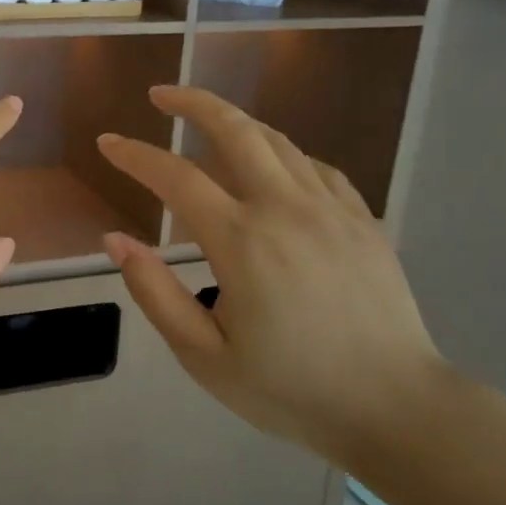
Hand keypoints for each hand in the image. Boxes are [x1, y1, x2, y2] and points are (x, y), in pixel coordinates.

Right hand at [96, 86, 448, 464]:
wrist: (397, 410)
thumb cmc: (291, 390)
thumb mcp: (204, 355)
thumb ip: (154, 292)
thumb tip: (116, 240)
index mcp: (242, 241)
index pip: (175, 177)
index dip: (135, 155)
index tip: (108, 143)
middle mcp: (285, 208)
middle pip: (235, 129)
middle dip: (192, 102)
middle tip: (160, 94)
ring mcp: (331, 209)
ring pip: (277, 141)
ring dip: (235, 122)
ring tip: (207, 122)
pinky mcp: (363, 221)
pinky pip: (315, 167)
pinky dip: (282, 154)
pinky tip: (272, 167)